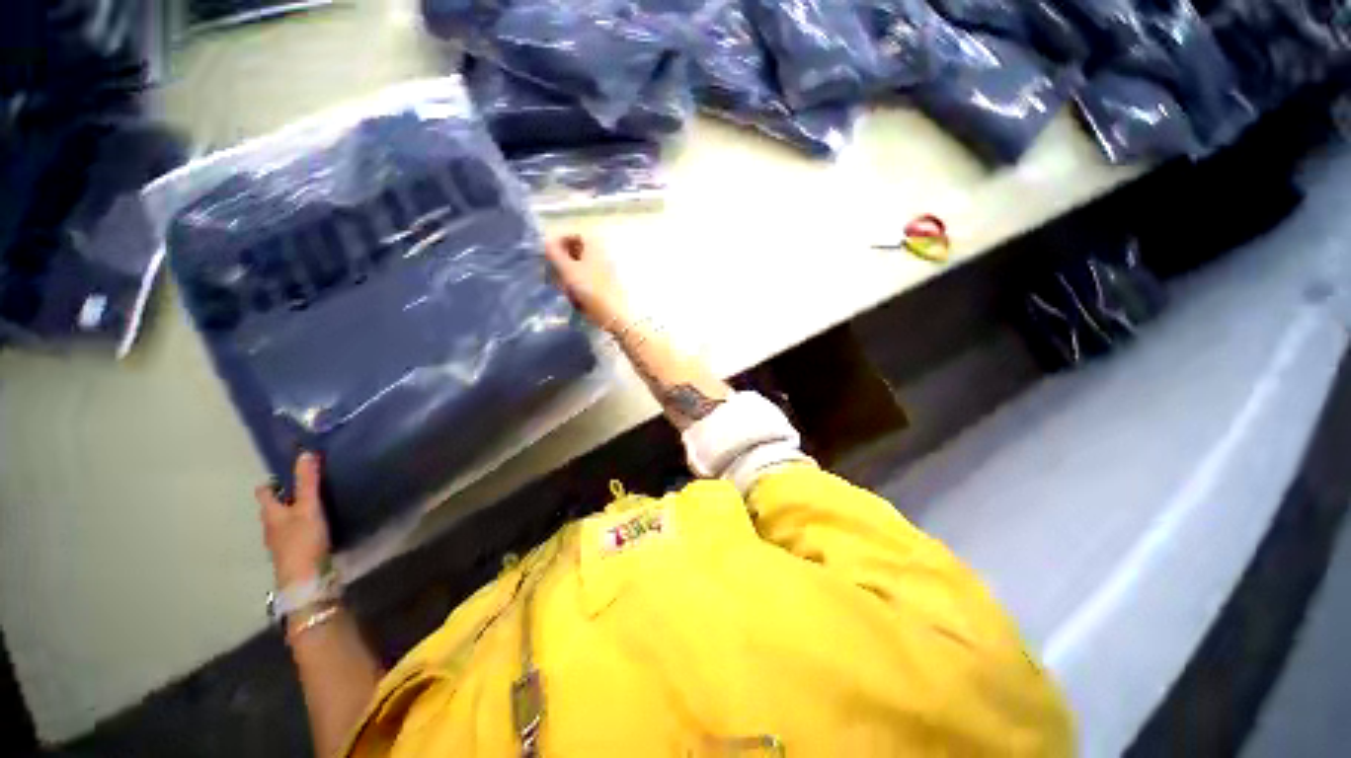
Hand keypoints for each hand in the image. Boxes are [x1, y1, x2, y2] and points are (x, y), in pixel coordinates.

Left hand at [256, 452, 331, 587]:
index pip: (265, 492)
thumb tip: (305, 453)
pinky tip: (318, 526)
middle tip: (307, 486)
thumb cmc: (303, 540)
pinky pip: (295, 532)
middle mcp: (271, 526)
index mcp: (270, 513)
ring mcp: (281, 541)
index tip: (291, 472)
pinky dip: (303, 525)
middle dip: (287, 496)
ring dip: (295, 512)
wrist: (305, 579)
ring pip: (284, 521)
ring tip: (316, 504)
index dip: (274, 482)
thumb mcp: (308, 507)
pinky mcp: (294, 552)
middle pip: (274, 507)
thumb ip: (308, 482)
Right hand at [544, 234, 630, 331]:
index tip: (549, 251)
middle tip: (553, 271)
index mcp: (595, 246)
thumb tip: (546, 241)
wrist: (613, 314)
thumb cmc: (590, 289)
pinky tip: (575, 298)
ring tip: (564, 288)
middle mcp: (602, 255)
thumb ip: (555, 253)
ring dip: (569, 275)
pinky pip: (587, 280)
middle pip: (578, 251)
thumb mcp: (568, 269)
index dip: (561, 239)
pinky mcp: (606, 286)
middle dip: (563, 259)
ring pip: (581, 267)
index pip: (576, 234)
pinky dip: (578, 286)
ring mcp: (605, 271)